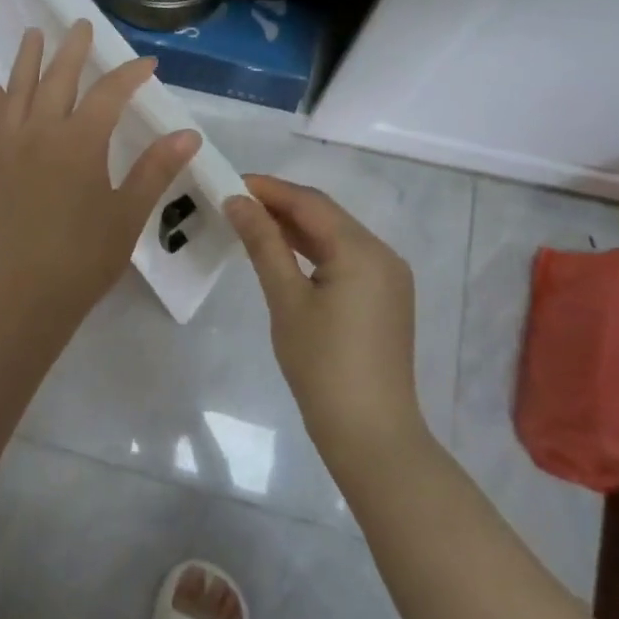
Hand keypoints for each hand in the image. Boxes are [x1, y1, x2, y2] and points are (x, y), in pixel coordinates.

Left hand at [0, 21, 201, 329]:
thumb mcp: (129, 213)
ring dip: (28, 59)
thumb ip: (156, 168)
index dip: (129, 74)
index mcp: (80, 141)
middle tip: (81, 25)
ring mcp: (10, 146)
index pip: (108, 93)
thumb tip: (188, 134)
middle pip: (58, 77)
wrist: (25, 294)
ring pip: (18, 89)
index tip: (147, 64)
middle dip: (73, 49)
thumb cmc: (85, 256)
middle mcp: (41, 132)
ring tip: (34, 34)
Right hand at [226, 175, 431, 473]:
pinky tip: (283, 253)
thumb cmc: (322, 366)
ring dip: (295, 227)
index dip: (269, 189)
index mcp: (362, 250)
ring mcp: (388, 278)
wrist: (371, 435)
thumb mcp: (286, 300)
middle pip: (326, 215)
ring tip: (251, 223)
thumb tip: (238, 202)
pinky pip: (345, 259)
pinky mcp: (385, 298)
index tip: (230, 183)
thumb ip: (263, 244)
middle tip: (235, 203)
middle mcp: (383, 254)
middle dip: (281, 205)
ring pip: (335, 236)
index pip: (310, 202)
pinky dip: (313, 251)